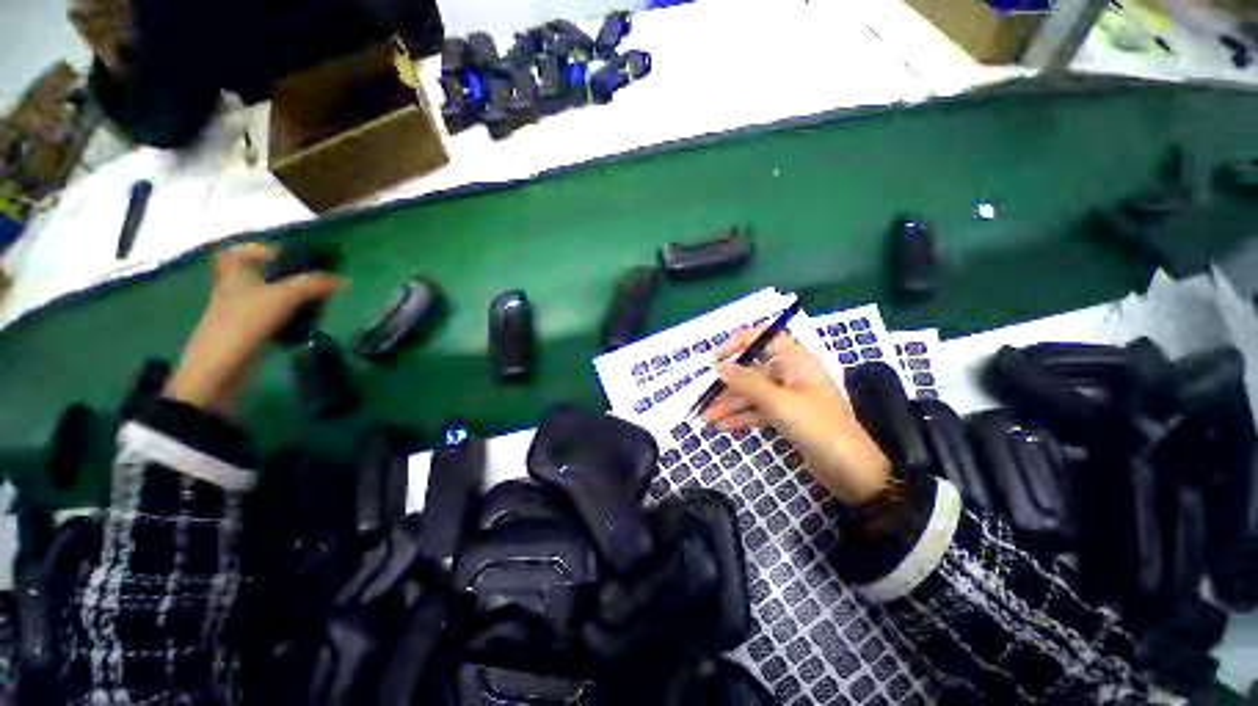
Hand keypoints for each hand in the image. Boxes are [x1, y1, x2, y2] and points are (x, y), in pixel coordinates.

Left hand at [165, 243, 343, 415]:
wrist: (220, 368)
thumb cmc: (245, 322)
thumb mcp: (284, 296)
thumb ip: (314, 284)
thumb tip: (344, 280)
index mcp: (236, 273)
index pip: (243, 251)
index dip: (266, 250)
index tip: (293, 260)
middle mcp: (236, 288)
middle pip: (262, 275)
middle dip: (289, 278)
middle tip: (314, 283)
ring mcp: (241, 312)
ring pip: (270, 297)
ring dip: (293, 299)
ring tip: (316, 305)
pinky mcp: (249, 332)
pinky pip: (273, 318)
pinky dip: (289, 319)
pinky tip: (305, 325)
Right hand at [700, 329, 891, 504]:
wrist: (851, 471)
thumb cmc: (818, 427)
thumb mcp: (778, 402)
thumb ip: (747, 382)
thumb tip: (720, 366)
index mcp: (797, 361)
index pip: (765, 338)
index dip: (740, 342)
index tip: (718, 357)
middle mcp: (793, 374)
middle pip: (754, 372)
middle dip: (729, 387)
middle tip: (706, 400)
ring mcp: (790, 397)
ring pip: (754, 394)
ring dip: (731, 405)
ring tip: (708, 419)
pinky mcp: (789, 417)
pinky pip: (760, 411)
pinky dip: (743, 417)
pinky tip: (724, 427)